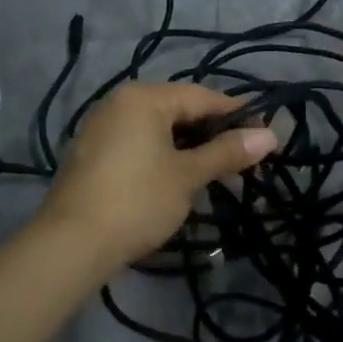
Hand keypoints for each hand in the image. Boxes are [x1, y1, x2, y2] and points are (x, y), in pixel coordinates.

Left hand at [36, 83, 278, 275]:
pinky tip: (181, 178)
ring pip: (158, 129)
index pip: (201, 96)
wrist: (72, 244)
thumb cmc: (137, 201)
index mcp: (143, 98)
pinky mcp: (93, 155)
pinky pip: (139, 144)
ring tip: (218, 171)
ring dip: (190, 147)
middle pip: (178, 110)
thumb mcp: (188, 176)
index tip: (266, 133)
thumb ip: (227, 152)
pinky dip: (164, 155)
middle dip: (213, 133)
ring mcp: (102, 128)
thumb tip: (270, 136)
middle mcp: (119, 103)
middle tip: (245, 158)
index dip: (237, 114)